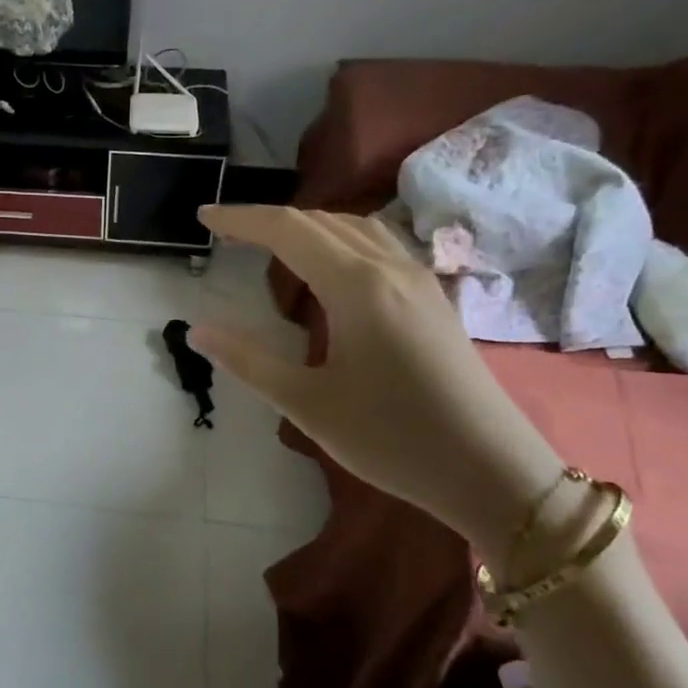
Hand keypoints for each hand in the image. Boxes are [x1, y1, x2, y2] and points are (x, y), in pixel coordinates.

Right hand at [192, 205, 562, 551]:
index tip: (203, 217)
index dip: (241, 219)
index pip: (288, 230)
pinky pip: (380, 246)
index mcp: (357, 286)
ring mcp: (419, 280)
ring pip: (355, 228)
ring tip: (271, 245)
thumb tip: (197, 330)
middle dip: (268, 220)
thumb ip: (248, 361)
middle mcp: (391, 268)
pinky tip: (331, 269)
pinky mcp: (434, 299)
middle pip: (321, 221)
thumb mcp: (307, 404)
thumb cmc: (391, 438)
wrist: (491, 470)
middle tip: (226, 233)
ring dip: (307, 226)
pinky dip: (340, 240)